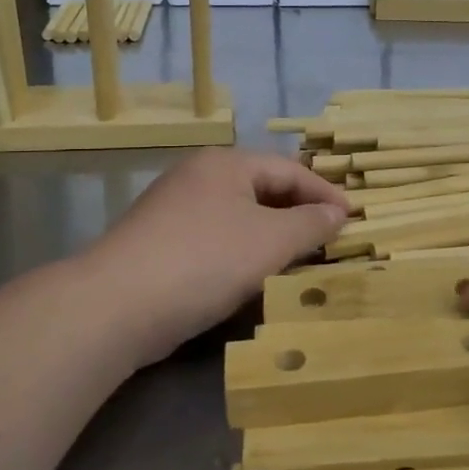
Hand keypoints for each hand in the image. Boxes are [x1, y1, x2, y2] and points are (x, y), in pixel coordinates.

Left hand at [84, 149, 349, 362]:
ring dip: (273, 236)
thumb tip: (338, 214)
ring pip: (239, 216)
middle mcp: (198, 176)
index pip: (289, 170)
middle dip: (299, 214)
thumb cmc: (204, 261)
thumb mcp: (270, 241)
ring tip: (300, 260)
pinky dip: (243, 252)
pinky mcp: (160, 243)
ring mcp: (174, 209)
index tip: (353, 220)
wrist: (115, 306)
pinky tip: (254, 277)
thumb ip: (311, 224)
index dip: (325, 194)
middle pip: (263, 189)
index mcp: (226, 163)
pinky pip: (216, 238)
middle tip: (330, 240)